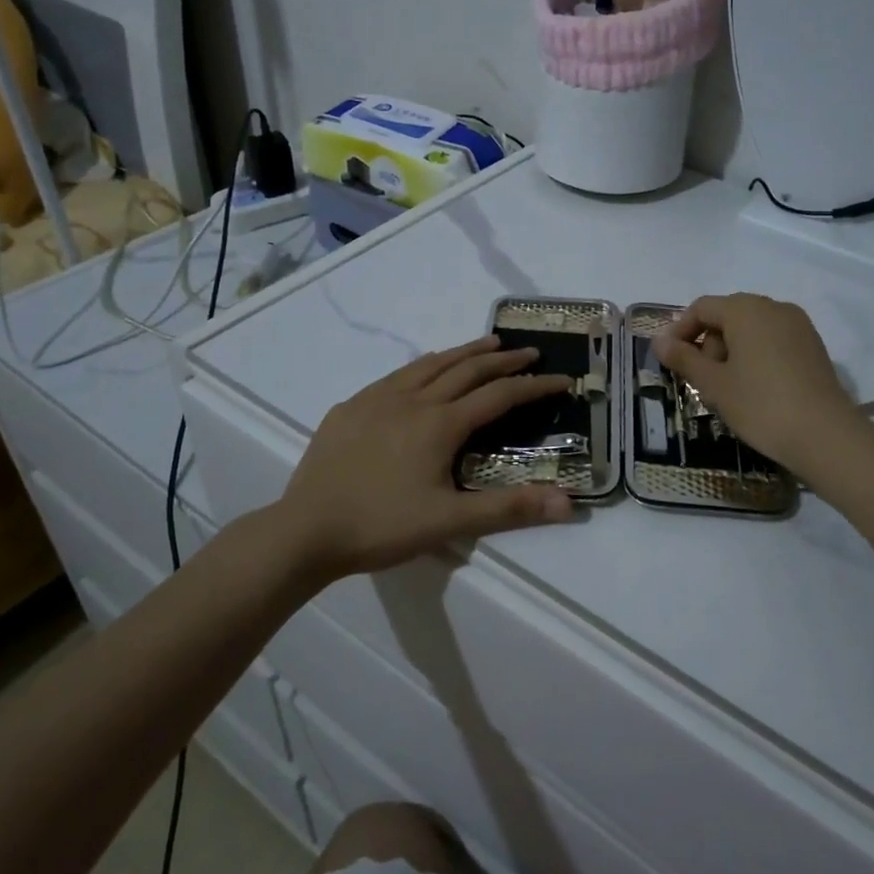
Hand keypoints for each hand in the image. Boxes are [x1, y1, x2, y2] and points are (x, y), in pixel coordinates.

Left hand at [280, 335, 576, 577]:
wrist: (305, 530)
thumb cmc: (381, 526)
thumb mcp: (449, 522)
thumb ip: (510, 509)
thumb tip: (569, 504)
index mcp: (440, 424)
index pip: (500, 395)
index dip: (534, 385)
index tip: (562, 378)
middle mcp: (413, 400)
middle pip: (466, 369)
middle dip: (502, 359)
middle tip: (528, 352)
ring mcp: (378, 399)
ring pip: (430, 364)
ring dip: (464, 352)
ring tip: (486, 343)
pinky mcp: (350, 408)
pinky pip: (397, 375)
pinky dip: (424, 365)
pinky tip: (423, 370)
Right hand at [654, 294, 857, 469]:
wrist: (825, 435)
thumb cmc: (760, 404)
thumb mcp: (713, 384)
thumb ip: (683, 358)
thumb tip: (659, 341)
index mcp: (746, 309)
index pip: (702, 308)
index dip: (680, 330)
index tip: (670, 360)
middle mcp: (774, 307)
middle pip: (728, 315)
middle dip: (708, 343)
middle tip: (701, 380)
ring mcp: (799, 326)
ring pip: (752, 329)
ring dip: (732, 352)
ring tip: (727, 389)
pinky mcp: (814, 346)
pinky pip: (774, 341)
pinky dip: (756, 357)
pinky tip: (756, 389)